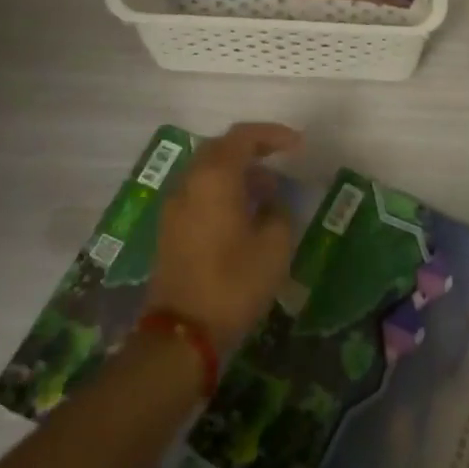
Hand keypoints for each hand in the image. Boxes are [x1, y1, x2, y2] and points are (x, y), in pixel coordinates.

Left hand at [146, 122, 302, 350]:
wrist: (182, 333)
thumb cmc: (234, 283)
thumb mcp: (274, 246)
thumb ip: (278, 212)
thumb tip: (271, 202)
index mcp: (214, 178)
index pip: (243, 137)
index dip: (272, 134)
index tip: (298, 144)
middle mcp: (189, 183)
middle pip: (220, 148)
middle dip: (252, 148)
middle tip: (281, 158)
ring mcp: (175, 206)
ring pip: (207, 171)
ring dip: (237, 171)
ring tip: (268, 189)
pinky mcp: (170, 229)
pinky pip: (199, 192)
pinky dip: (223, 189)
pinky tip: (244, 211)